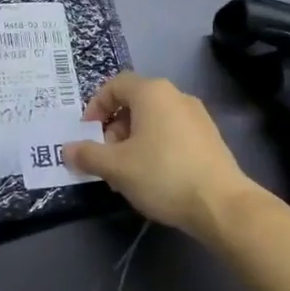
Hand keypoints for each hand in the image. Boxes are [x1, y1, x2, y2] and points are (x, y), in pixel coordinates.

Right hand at [64, 72, 253, 234]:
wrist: (222, 205)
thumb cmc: (163, 175)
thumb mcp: (116, 167)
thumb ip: (87, 155)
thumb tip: (66, 150)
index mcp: (152, 92)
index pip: (115, 85)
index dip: (95, 106)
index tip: (87, 133)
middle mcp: (175, 95)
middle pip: (134, 103)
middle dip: (114, 129)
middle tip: (107, 158)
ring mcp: (197, 116)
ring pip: (153, 120)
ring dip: (133, 141)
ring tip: (128, 173)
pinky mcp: (210, 138)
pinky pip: (172, 133)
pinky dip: (156, 147)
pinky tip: (154, 177)